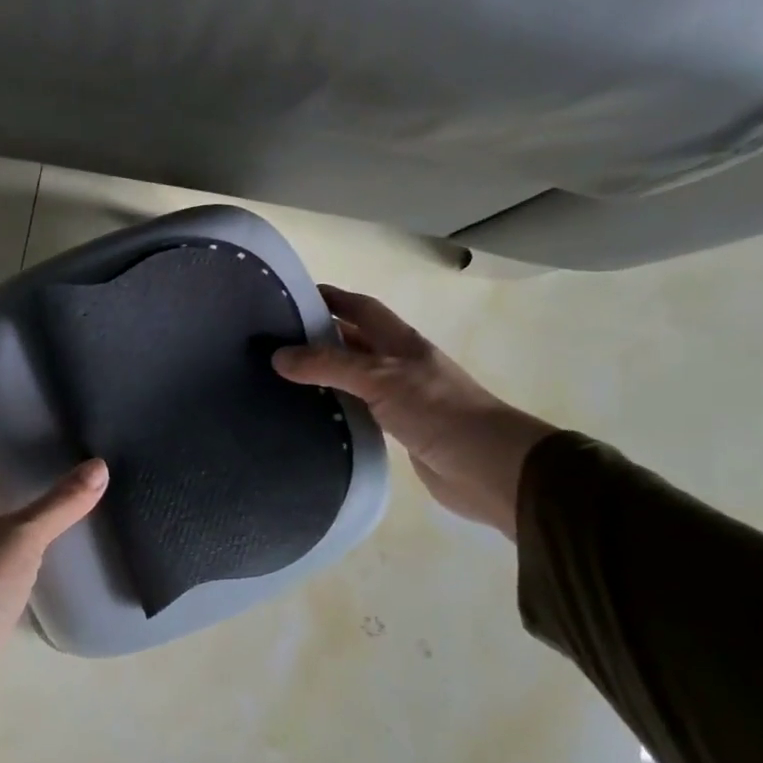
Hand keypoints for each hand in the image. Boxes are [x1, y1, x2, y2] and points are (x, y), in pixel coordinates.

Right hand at [273, 286, 555, 536]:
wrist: (488, 466)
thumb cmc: (437, 410)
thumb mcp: (379, 378)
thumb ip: (329, 365)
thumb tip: (277, 356)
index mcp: (400, 341)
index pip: (360, 308)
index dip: (331, 298)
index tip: (291, 297)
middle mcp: (399, 363)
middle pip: (354, 340)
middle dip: (320, 335)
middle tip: (275, 341)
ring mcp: (400, 397)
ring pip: (354, 376)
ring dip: (325, 372)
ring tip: (282, 377)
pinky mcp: (399, 429)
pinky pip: (359, 408)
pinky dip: (336, 405)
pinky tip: (312, 413)